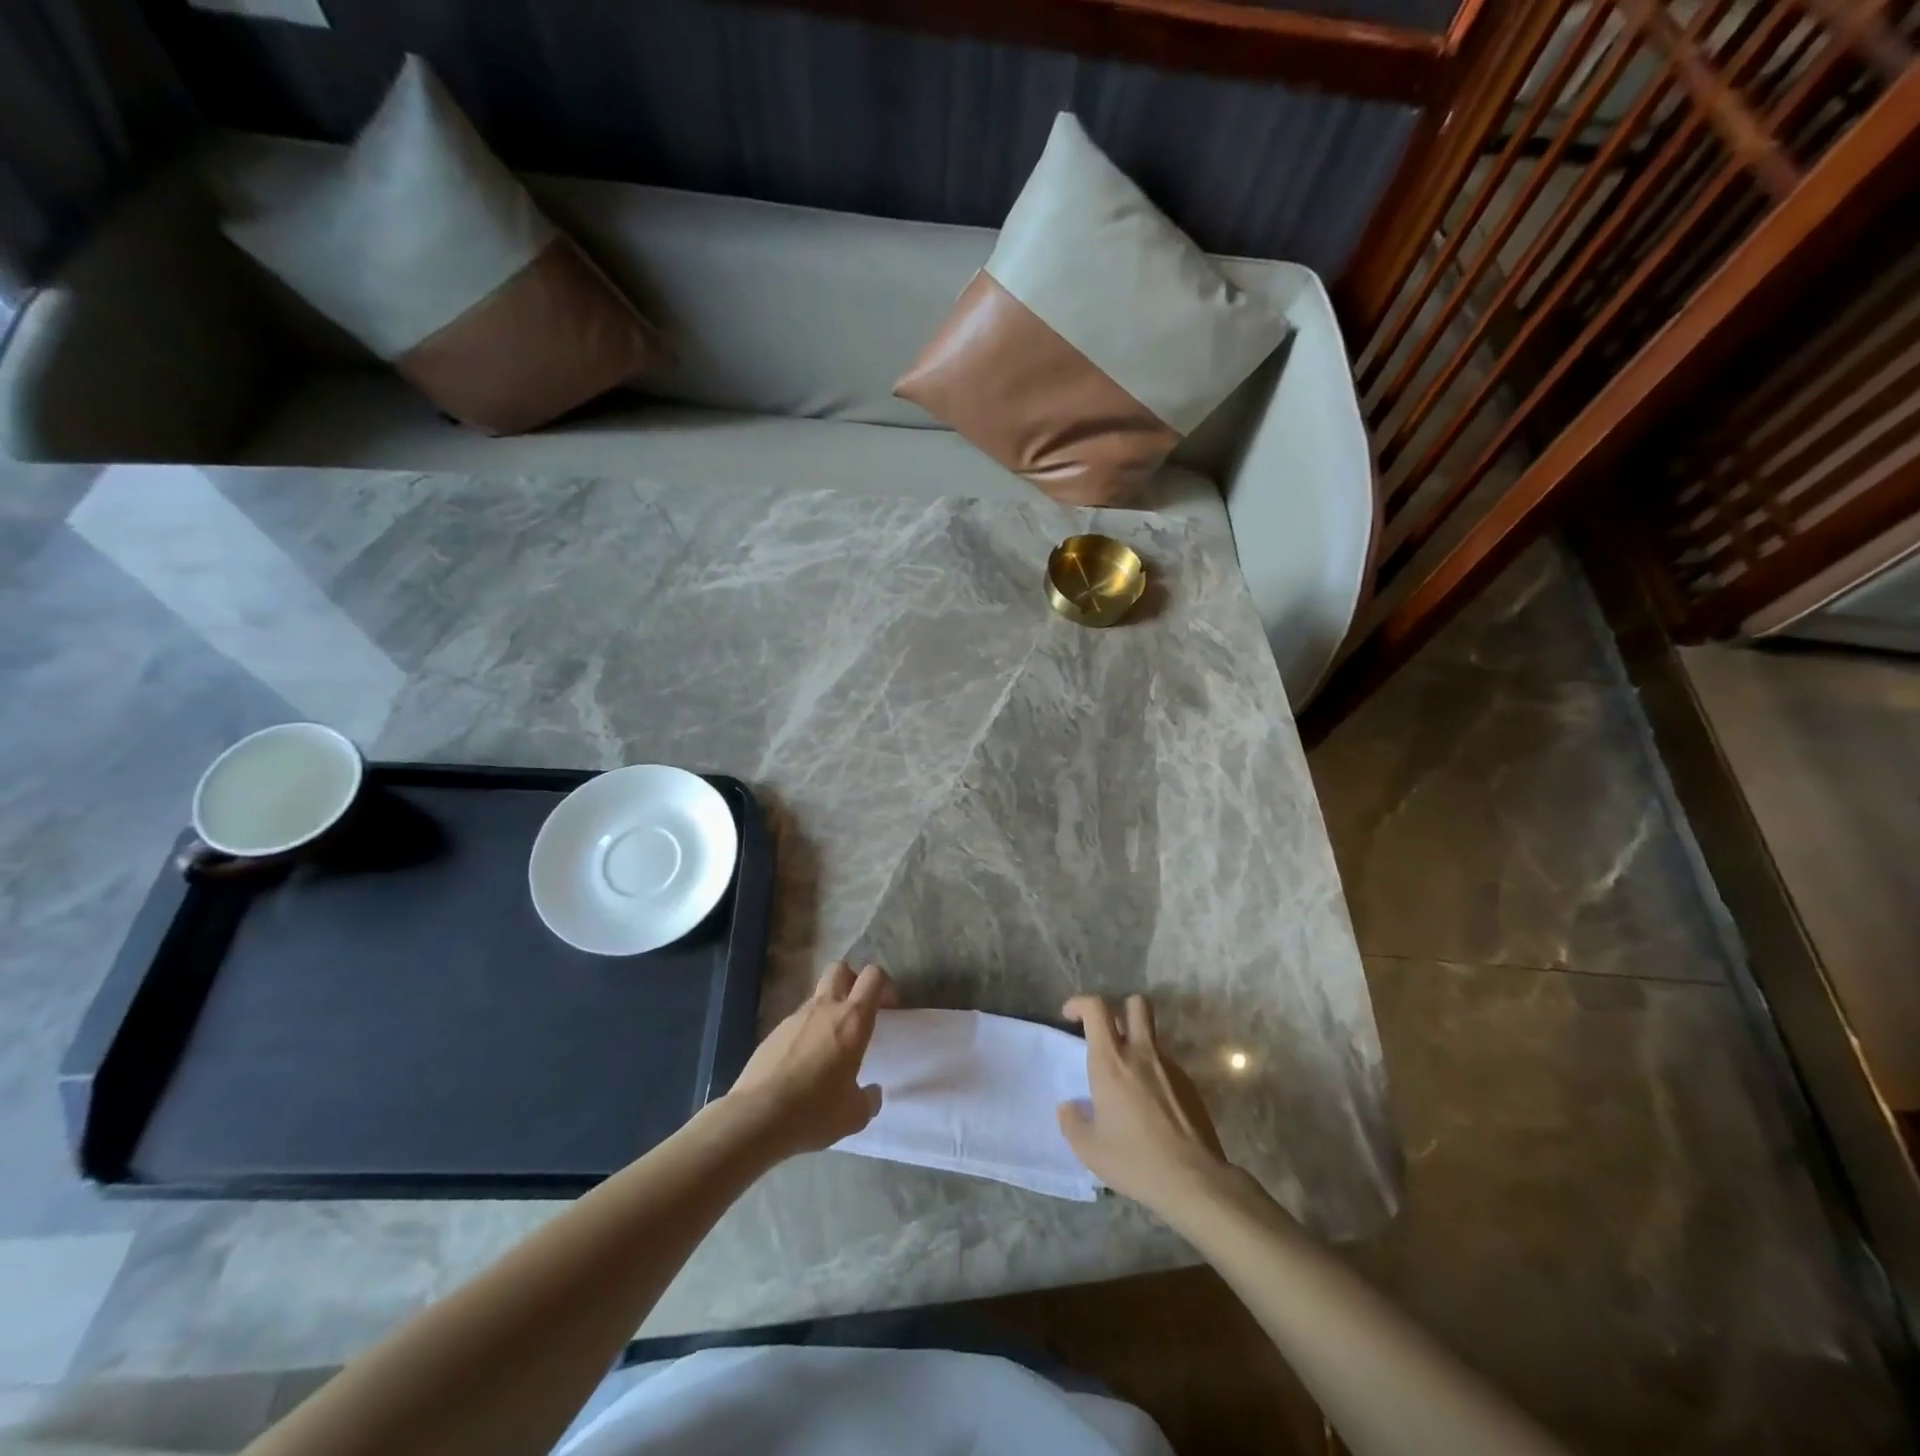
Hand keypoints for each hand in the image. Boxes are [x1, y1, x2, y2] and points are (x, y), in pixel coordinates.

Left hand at [725, 961, 896, 1158]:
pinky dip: (806, 1031)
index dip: (885, 985)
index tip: (889, 1009)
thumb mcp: (853, 1115)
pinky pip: (797, 1020)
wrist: (756, 1117)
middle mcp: (825, 1008)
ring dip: (828, 1008)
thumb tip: (872, 1093)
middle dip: (853, 981)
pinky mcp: (773, 1032)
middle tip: (858, 1011)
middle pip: (840, 968)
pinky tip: (804, 1063)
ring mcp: (795, 1017)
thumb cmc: (813, 1111)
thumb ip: (869, 1100)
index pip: (873, 976)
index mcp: (852, 1020)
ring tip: (830, 1045)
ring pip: (817, 995)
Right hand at [1057, 994, 1229, 1210]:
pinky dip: (1154, 1072)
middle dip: (1119, 1008)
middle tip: (1107, 1033)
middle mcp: (1142, 1053)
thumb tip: (1068, 1108)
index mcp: (1111, 1061)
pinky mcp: (1190, 1084)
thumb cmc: (1135, 1160)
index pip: (1097, 1008)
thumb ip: (1072, 1122)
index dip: (1080, 1003)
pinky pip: (1166, 1065)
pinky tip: (1151, 1105)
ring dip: (1137, 1045)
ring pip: (1152, 1036)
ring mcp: (1170, 1067)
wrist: (1194, 1180)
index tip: (1070, 1016)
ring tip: (1128, 1080)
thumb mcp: (1089, 1149)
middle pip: (1136, 1004)